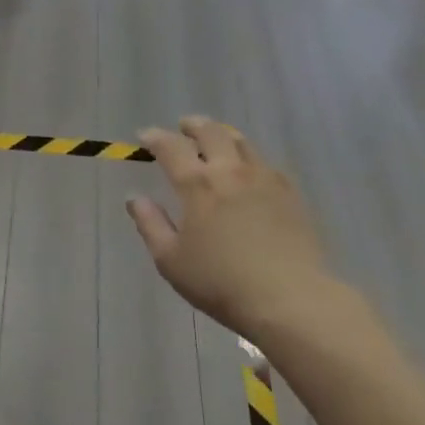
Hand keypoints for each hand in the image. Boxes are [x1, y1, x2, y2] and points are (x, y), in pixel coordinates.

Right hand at [127, 117, 339, 340]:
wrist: (290, 299)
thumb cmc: (221, 283)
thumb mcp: (171, 261)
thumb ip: (150, 224)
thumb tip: (135, 198)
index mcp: (197, 184)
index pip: (170, 146)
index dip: (155, 137)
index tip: (145, 137)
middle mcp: (229, 170)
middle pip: (210, 132)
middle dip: (192, 125)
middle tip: (184, 127)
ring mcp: (263, 178)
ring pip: (241, 141)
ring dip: (223, 134)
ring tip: (217, 139)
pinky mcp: (290, 193)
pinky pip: (266, 162)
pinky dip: (250, 158)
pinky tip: (251, 170)